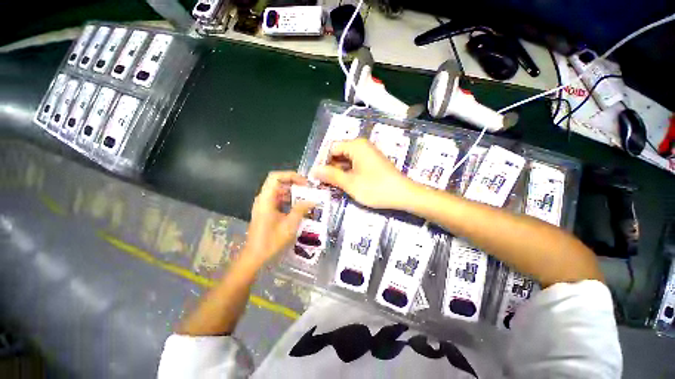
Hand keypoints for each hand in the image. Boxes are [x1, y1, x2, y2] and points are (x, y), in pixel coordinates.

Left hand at [242, 171, 314, 267]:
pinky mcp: (266, 211)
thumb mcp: (290, 224)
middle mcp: (263, 199)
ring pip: (279, 191)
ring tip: (306, 198)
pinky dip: (289, 200)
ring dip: (292, 192)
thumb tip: (313, 200)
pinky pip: (278, 200)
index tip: (304, 182)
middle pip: (278, 183)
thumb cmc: (271, 240)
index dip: (290, 175)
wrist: (255, 256)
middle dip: (294, 184)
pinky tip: (299, 207)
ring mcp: (264, 205)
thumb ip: (301, 209)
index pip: (275, 177)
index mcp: (266, 199)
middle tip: (308, 190)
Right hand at [311, 138, 415, 209]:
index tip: (317, 176)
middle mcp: (362, 146)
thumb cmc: (376, 188)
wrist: (403, 194)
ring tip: (332, 185)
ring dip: (339, 171)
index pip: (331, 148)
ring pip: (346, 160)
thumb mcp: (350, 183)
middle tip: (323, 183)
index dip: (323, 161)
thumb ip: (331, 175)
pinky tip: (345, 184)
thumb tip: (314, 170)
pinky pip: (355, 164)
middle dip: (330, 167)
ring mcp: (368, 154)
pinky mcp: (372, 162)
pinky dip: (348, 173)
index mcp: (356, 145)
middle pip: (339, 153)